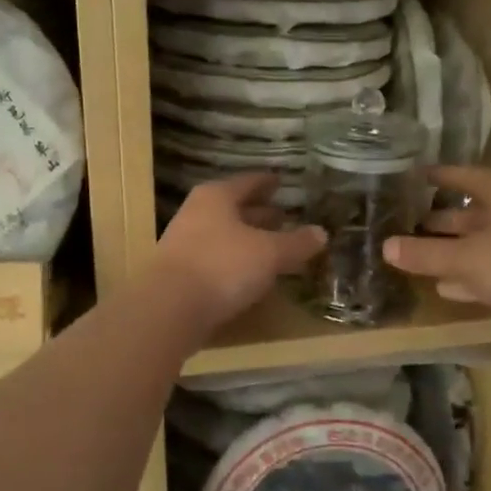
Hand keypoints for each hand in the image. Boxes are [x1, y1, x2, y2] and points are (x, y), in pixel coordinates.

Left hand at [154, 174, 325, 325]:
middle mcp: (197, 213)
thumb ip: (296, 243)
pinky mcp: (181, 274)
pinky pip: (216, 260)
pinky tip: (251, 275)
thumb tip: (321, 233)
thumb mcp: (269, 253)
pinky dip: (235, 262)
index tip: (281, 181)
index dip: (267, 182)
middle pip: (233, 208)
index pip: (248, 182)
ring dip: (247, 239)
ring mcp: (184, 244)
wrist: (169, 309)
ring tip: (272, 247)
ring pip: (224, 235)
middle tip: (282, 216)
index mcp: (216, 196)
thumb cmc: (223, 266)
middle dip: (258, 213)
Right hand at [382, 166, 490, 333]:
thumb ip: (425, 253)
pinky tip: (446, 287)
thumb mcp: (465, 258)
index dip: (440, 176)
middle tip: (406, 222)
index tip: (414, 176)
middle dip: (441, 219)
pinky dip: (469, 276)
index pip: (466, 176)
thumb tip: (385, 246)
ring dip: (453, 250)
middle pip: (473, 212)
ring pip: (481, 243)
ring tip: (417, 255)